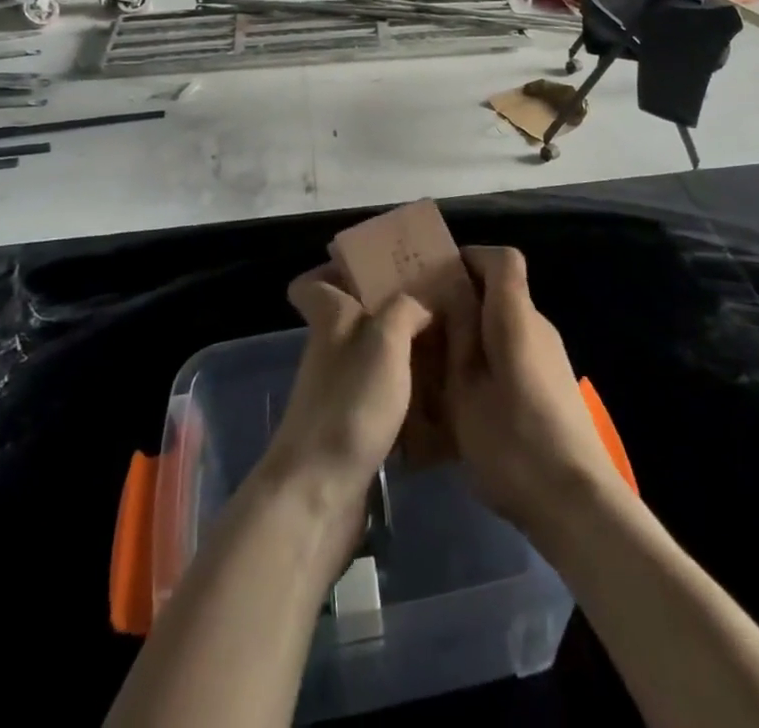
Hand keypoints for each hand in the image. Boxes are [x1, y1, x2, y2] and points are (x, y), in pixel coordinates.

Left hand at [258, 264, 431, 516]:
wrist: (319, 492)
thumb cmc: (350, 402)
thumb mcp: (385, 339)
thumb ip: (407, 308)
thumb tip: (427, 301)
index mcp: (330, 318)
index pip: (311, 282)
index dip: (334, 269)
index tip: (373, 266)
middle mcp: (329, 349)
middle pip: (351, 315)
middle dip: (388, 306)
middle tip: (435, 302)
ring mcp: (338, 390)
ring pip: (370, 354)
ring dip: (402, 348)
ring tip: (447, 343)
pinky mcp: (352, 427)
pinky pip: (381, 393)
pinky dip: (405, 390)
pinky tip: (438, 391)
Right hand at [441, 246, 626, 535]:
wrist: (577, 503)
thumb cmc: (512, 443)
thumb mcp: (466, 391)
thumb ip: (457, 338)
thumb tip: (451, 295)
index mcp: (516, 317)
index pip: (503, 259)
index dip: (471, 257)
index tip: (438, 275)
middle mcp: (539, 327)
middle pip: (502, 293)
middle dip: (463, 301)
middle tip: (424, 328)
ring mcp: (550, 358)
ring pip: (506, 327)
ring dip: (473, 337)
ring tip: (438, 370)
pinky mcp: (554, 386)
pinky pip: (516, 354)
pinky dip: (489, 362)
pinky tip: (467, 402)